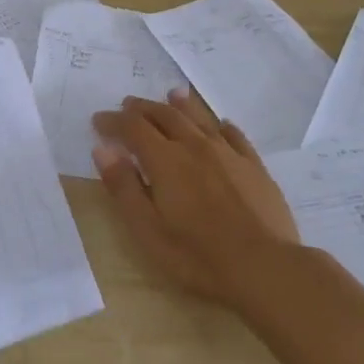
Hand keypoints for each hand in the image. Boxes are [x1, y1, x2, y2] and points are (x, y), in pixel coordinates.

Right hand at [92, 88, 298, 300]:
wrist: (265, 267)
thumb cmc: (197, 255)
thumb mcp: (147, 229)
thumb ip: (124, 187)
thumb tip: (103, 149)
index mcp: (165, 160)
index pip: (133, 127)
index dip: (113, 121)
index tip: (98, 120)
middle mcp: (195, 146)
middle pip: (165, 116)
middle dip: (143, 108)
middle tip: (128, 105)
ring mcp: (228, 154)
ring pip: (200, 118)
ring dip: (182, 105)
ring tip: (172, 95)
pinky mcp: (254, 167)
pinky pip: (235, 136)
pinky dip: (221, 126)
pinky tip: (221, 125)